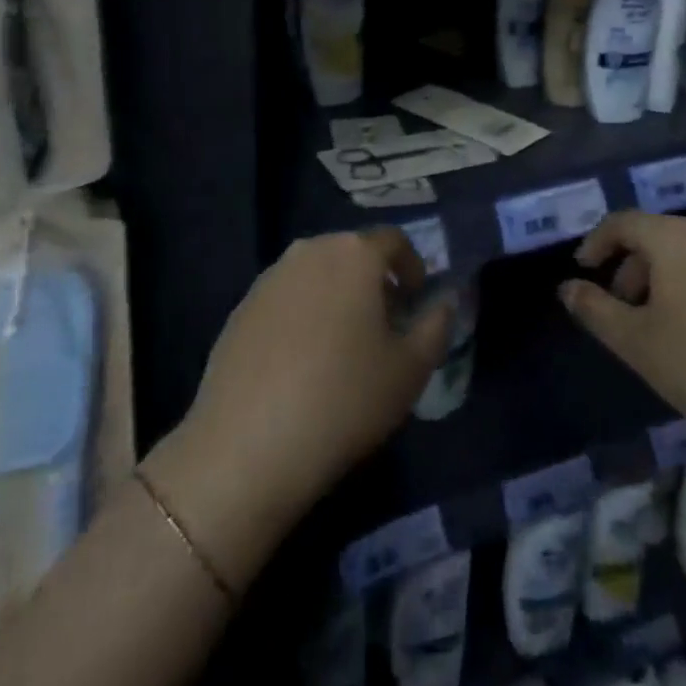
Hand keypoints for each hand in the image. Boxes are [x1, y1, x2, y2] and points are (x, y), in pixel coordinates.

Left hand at [152, 228, 453, 563]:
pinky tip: (303, 362)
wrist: (247, 445)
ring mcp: (270, 277)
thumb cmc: (344, 399)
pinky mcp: (241, 307)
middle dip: (374, 280)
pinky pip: (286, 297)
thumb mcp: (410, 370)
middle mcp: (309, 251)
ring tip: (344, 345)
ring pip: (317, 273)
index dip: (412, 267)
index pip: (394, 240)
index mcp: (354, 254)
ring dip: (337, 295)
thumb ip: (437, 325)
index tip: (416, 302)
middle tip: (385, 325)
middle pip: (352, 253)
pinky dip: (303, 314)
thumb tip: (444, 301)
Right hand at [559, 211, 685, 546]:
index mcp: (677, 238)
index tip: (582, 271)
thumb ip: (594, 309)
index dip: (596, 243)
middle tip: (619, 308)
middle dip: (629, 267)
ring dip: (661, 279)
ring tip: (656, 326)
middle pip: (657, 235)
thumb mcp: (636, 342)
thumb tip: (567, 288)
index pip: (624, 222)